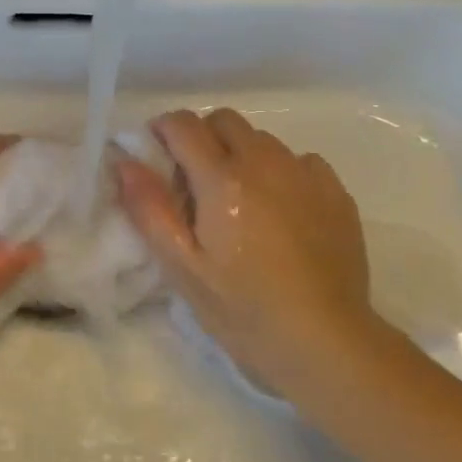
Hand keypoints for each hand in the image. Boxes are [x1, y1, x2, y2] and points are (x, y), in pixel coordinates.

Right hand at [115, 108, 394, 396]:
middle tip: (195, 182)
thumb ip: (149, 209)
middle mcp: (266, 162)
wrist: (325, 341)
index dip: (162, 131)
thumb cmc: (243, 309)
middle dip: (202, 137)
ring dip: (241, 155)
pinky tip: (281, 212)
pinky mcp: (336, 192)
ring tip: (240, 202)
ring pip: (262, 139)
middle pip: (224, 120)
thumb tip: (125, 162)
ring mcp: (306, 174)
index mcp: (222, 179)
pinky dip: (280, 172)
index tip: (156, 156)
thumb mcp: (182, 267)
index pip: (183, 124)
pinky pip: (299, 160)